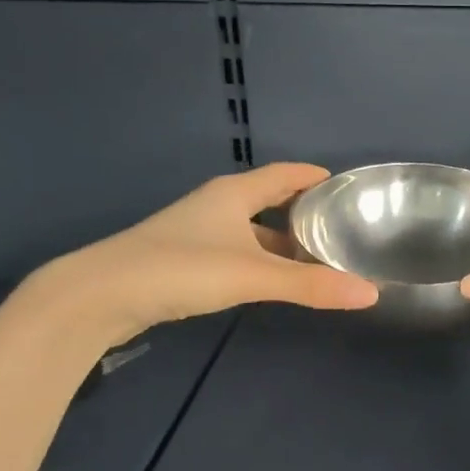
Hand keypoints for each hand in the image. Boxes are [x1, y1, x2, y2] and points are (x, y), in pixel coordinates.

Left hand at [39, 163, 378, 344]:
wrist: (99, 295)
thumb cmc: (181, 269)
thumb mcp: (253, 275)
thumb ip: (311, 285)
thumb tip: (370, 293)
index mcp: (232, 194)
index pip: (284, 174)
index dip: (313, 177)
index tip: (343, 185)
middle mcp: (215, 206)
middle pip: (267, 200)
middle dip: (301, 212)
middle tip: (337, 227)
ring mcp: (195, 233)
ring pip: (249, 230)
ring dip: (279, 241)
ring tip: (313, 258)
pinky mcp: (182, 260)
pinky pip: (234, 251)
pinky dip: (258, 260)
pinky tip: (269, 280)